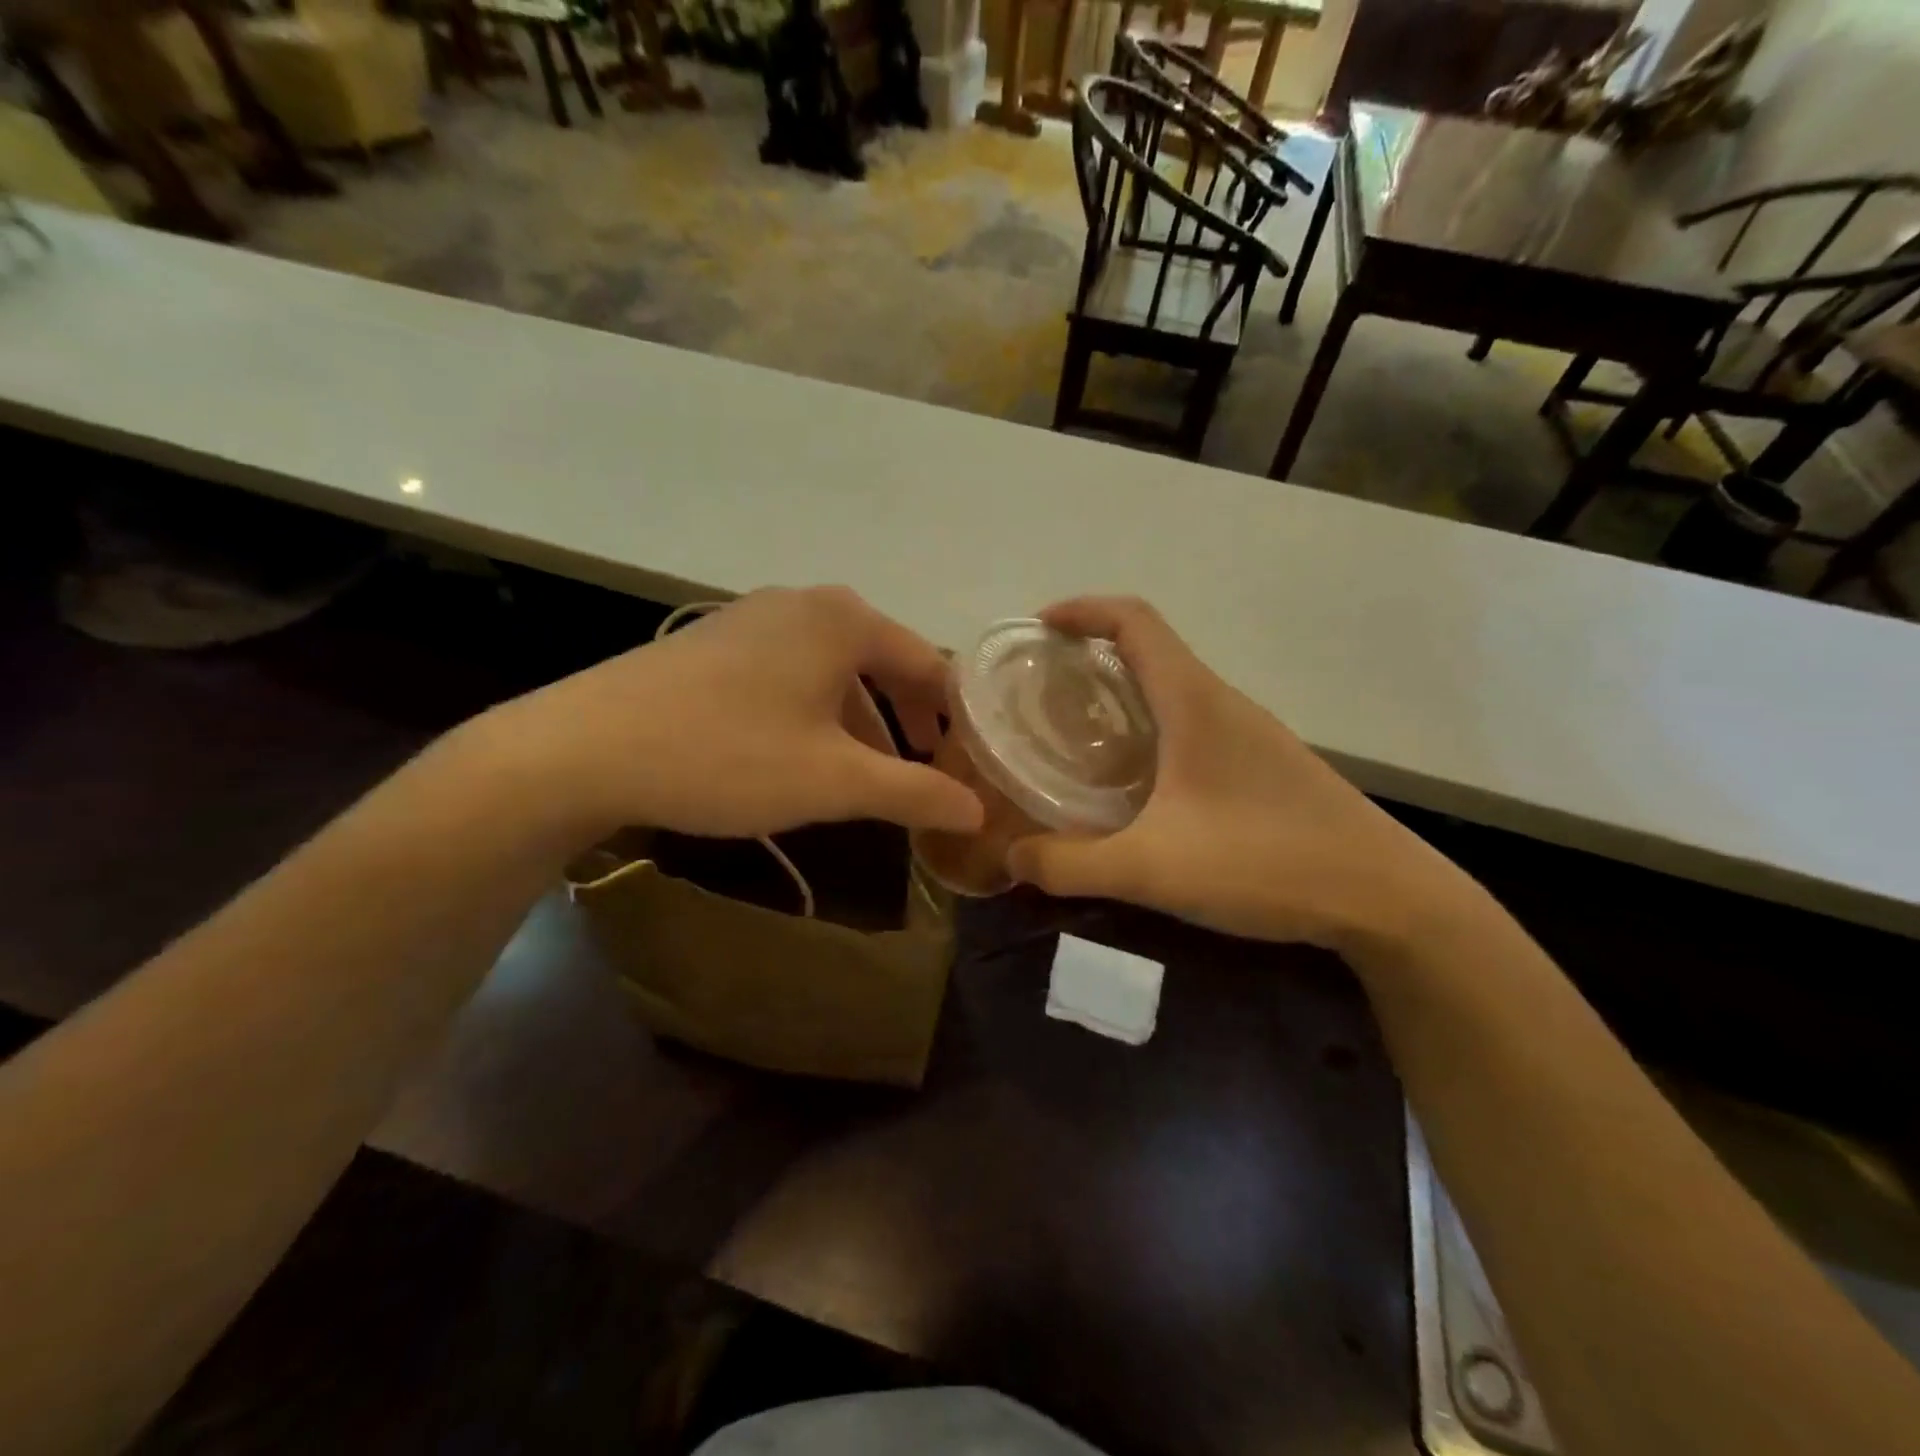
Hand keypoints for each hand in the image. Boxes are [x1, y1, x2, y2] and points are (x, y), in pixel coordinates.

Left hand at [467, 586, 984, 841]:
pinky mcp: (714, 643)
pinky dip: (814, 713)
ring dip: (859, 723)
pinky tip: (799, 757)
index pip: (929, 664)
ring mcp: (753, 618)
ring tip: (864, 777)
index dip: (952, 719)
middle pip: (882, 662)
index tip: (965, 766)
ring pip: (833, 671)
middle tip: (923, 774)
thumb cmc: (729, 755)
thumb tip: (977, 810)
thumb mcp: (835, 781)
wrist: (585, 748)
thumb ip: (915, 792)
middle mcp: (804, 603)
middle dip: (906, 722)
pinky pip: (790, 674)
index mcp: (845, 620)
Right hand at [1006, 598, 1474, 951]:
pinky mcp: (1264, 766)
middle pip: (1150, 650)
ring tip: (1075, 738)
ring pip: (1172, 691)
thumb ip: (1071, 865)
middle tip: (1041, 695)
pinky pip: (1192, 726)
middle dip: (1090, 657)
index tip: (1036, 630)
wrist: (1388, 898)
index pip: (1133, 620)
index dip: (1081, 610)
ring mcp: (1249, 734)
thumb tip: (1012, 860)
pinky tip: (1134, 786)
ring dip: (1121, 696)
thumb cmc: (1267, 862)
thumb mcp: (1152, 868)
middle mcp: (1222, 703)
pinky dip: (1150, 732)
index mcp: (1194, 701)